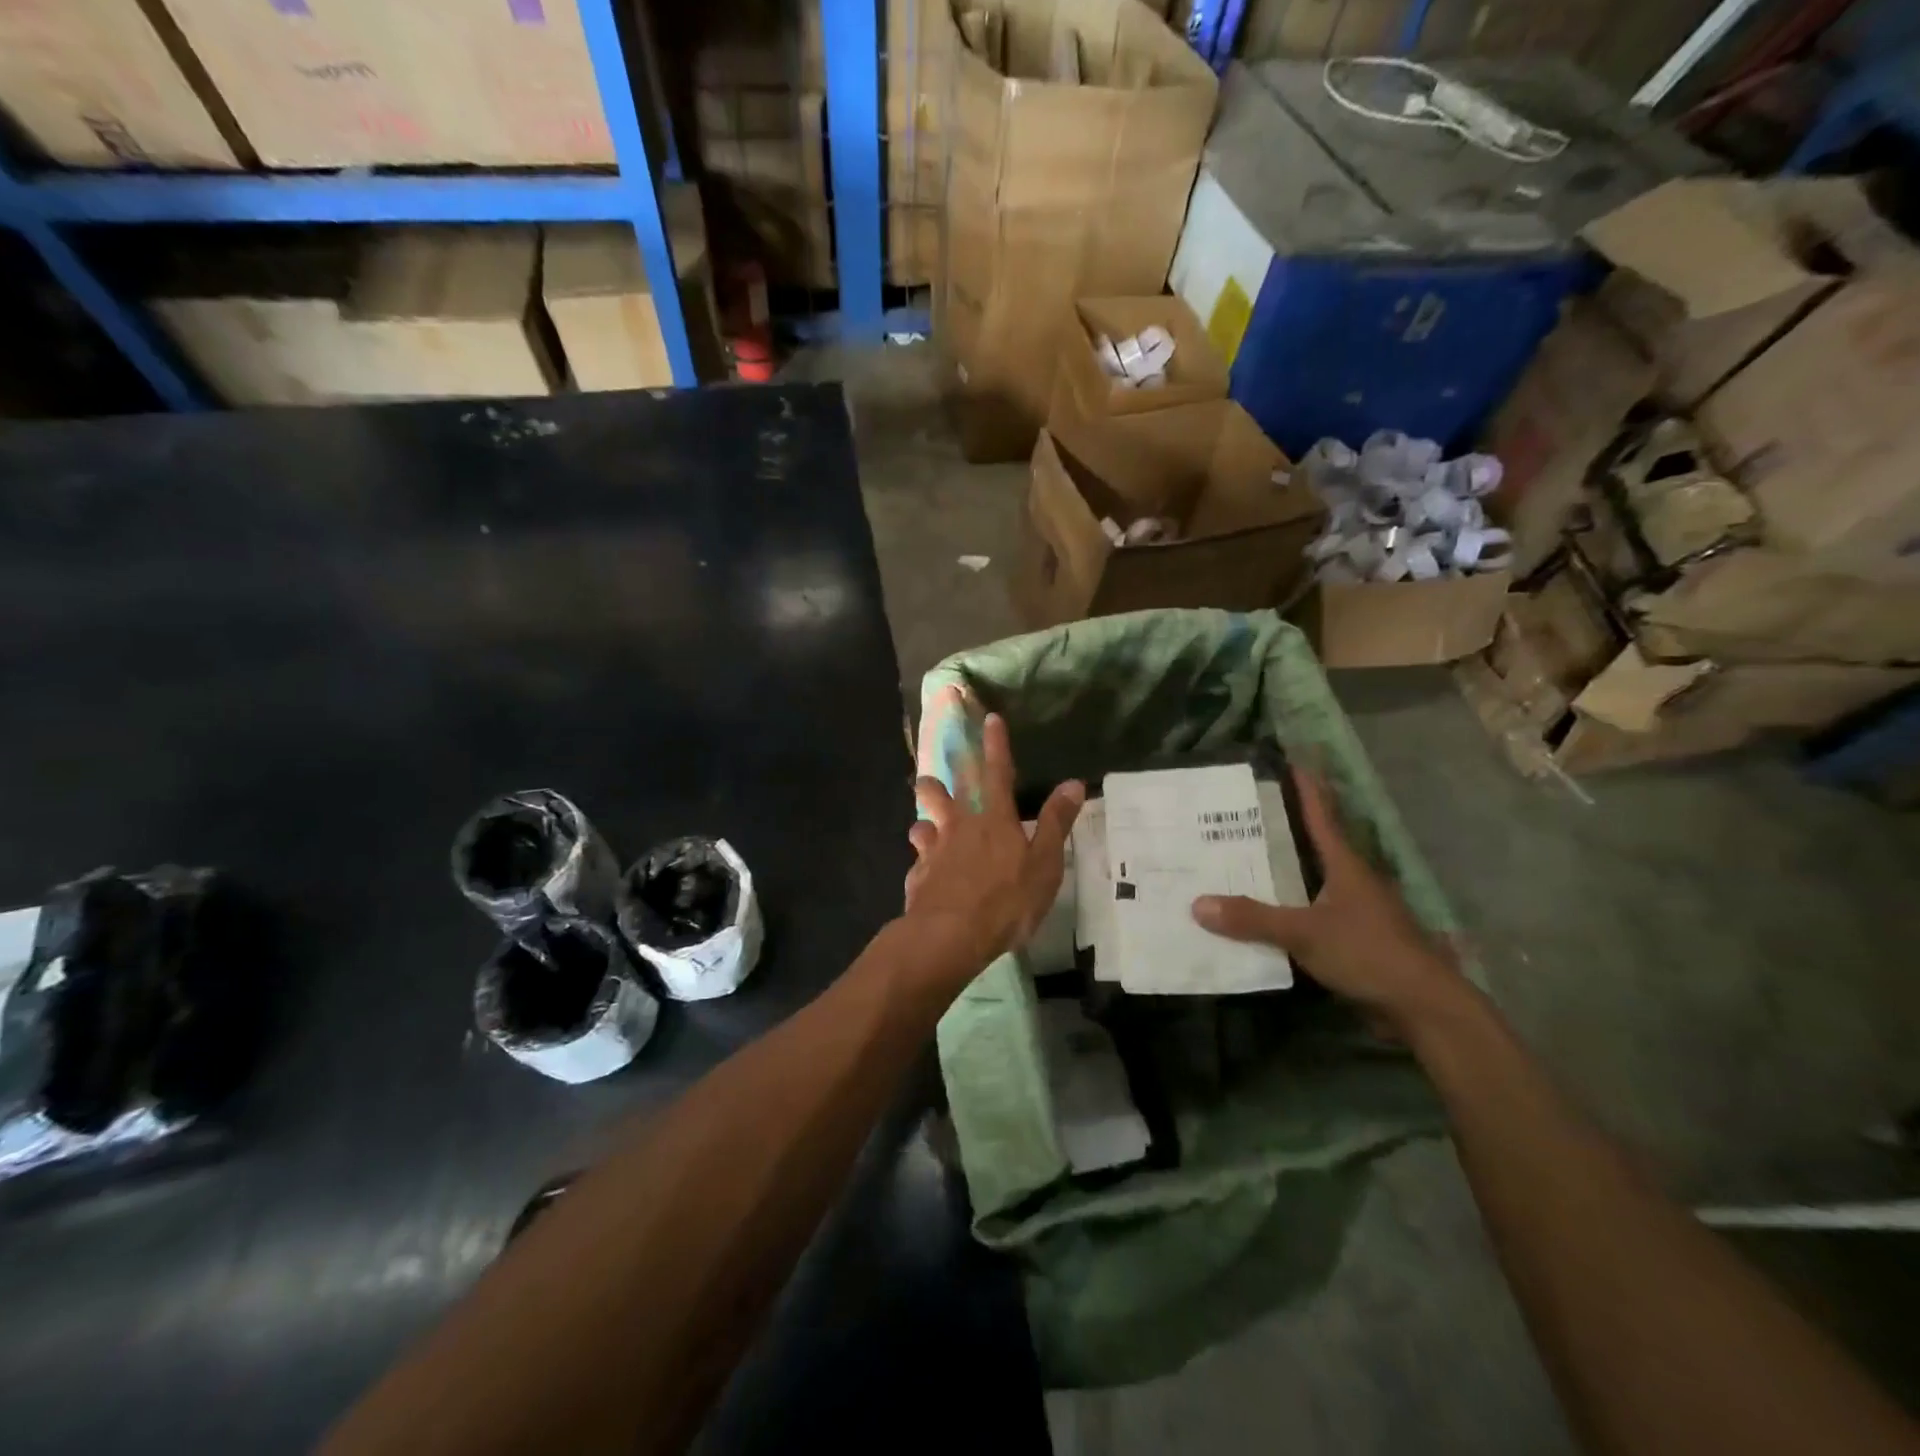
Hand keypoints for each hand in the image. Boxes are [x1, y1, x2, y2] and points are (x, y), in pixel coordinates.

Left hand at [904, 713, 1083, 977]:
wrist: (950, 935)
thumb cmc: (1006, 900)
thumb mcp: (1044, 863)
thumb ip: (1055, 822)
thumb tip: (1073, 783)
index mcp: (994, 818)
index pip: (997, 772)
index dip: (995, 745)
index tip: (990, 719)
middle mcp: (960, 826)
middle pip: (946, 792)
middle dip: (942, 776)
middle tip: (934, 768)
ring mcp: (934, 850)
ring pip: (924, 821)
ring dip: (925, 816)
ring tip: (925, 821)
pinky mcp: (918, 876)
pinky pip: (918, 860)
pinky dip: (922, 860)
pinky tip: (923, 870)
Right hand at [1191, 767, 1465, 1036]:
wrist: (1423, 1006)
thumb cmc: (1368, 953)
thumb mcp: (1304, 933)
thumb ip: (1252, 919)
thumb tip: (1197, 904)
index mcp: (1345, 865)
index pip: (1320, 815)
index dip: (1304, 788)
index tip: (1287, 762)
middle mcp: (1351, 880)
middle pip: (1314, 844)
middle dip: (1282, 828)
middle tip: (1242, 813)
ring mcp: (1356, 910)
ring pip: (1312, 879)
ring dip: (1283, 869)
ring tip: (1242, 859)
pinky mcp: (1355, 939)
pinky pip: (1312, 912)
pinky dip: (1288, 906)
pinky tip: (1264, 913)